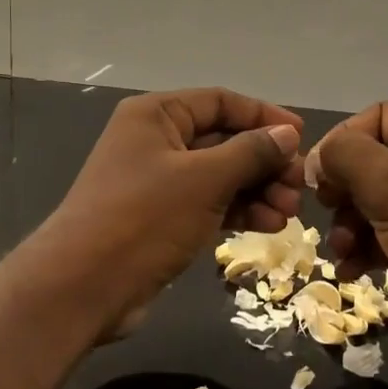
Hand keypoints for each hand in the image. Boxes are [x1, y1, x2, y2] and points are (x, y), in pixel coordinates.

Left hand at [40, 89, 304, 336]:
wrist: (85, 286)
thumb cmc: (144, 218)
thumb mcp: (204, 179)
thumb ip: (250, 152)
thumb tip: (288, 135)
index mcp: (156, 115)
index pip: (220, 102)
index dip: (263, 116)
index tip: (302, 137)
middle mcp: (155, 141)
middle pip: (222, 139)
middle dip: (263, 161)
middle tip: (298, 186)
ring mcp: (157, 182)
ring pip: (218, 175)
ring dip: (256, 189)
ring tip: (288, 212)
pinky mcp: (160, 218)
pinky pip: (208, 203)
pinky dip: (237, 210)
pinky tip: (268, 225)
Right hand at [304, 103, 387, 368]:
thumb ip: (349, 157)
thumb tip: (320, 155)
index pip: (377, 117)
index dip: (342, 142)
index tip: (319, 181)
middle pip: (375, 161)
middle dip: (344, 191)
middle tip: (327, 216)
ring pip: (380, 202)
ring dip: (351, 225)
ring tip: (341, 254)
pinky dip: (369, 248)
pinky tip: (353, 272)